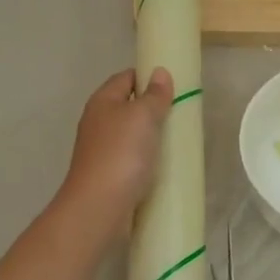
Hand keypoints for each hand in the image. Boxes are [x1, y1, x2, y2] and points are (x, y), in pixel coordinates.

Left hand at [58, 67, 173, 243]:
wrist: (99, 206)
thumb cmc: (121, 154)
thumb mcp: (142, 116)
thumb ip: (154, 95)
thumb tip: (160, 72)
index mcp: (102, 102)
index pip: (126, 78)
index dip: (148, 76)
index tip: (175, 85)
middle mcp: (98, 123)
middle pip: (128, 107)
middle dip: (153, 109)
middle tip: (182, 114)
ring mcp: (102, 151)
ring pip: (131, 135)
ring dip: (151, 137)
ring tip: (178, 140)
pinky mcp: (109, 175)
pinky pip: (132, 160)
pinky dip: (147, 160)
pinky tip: (164, 167)